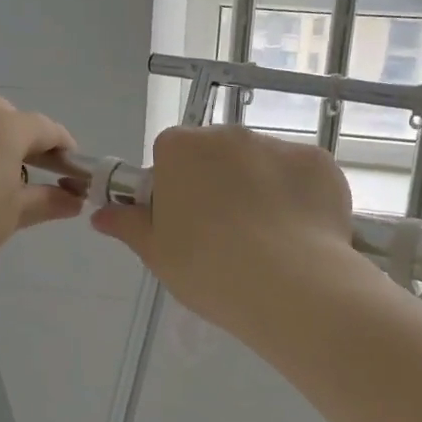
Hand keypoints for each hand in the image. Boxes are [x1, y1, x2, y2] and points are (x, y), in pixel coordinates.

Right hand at [91, 125, 354, 335]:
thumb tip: (100, 214)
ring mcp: (279, 145)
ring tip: (268, 241)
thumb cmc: (207, 268)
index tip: (182, 221)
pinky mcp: (321, 163)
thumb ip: (128, 225)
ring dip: (259, 189)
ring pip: (260, 164)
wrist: (289, 286)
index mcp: (181, 148)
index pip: (170, 154)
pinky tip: (299, 235)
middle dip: (218, 183)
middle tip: (223, 234)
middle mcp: (229, 134)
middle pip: (216, 154)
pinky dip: (298, 198)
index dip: (175, 186)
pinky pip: (300, 176)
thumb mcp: (156, 253)